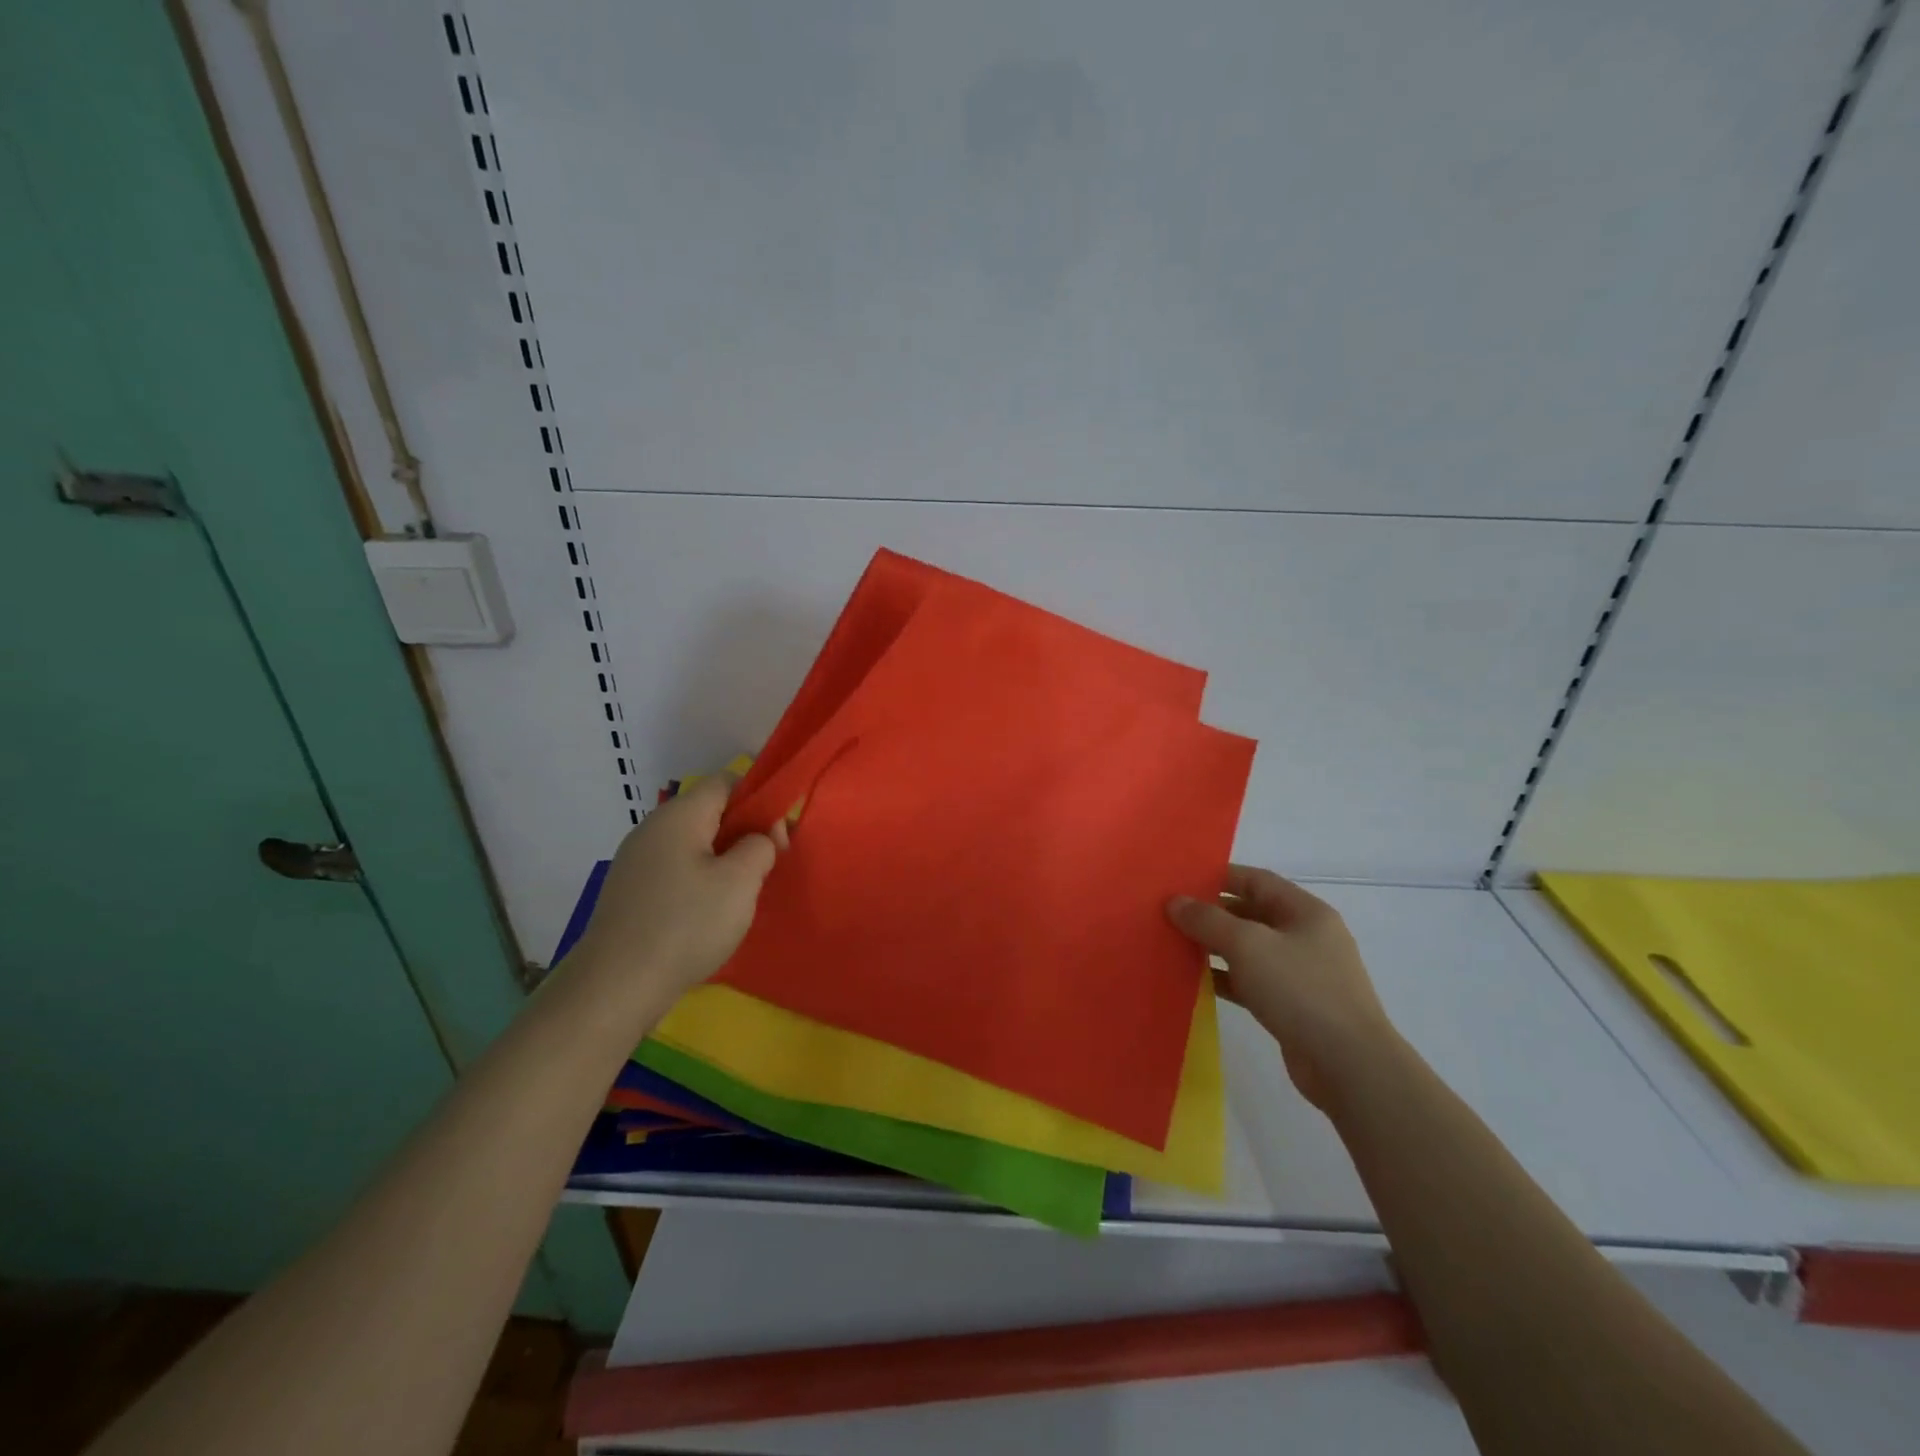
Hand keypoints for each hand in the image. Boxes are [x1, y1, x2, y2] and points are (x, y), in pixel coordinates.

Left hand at [571, 775, 786, 1008]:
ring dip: (725, 861)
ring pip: (694, 844)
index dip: (759, 799)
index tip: (778, 837)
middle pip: (710, 812)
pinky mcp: (630, 892)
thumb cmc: (686, 925)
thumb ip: (760, 846)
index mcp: (679, 816)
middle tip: (767, 869)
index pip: (726, 781)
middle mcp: (652, 829)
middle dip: (744, 833)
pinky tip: (709, 914)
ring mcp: (636, 861)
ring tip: (741, 896)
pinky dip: (700, 881)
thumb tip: (756, 840)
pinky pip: (676, 870)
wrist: (616, 986)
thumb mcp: (741, 881)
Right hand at [1168, 866, 1395, 1112]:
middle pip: (1252, 914)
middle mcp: (1306, 937)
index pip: (1257, 880)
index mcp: (1306, 912)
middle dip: (1212, 913)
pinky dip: (1225, 978)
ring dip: (1215, 947)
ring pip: (1249, 950)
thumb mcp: (1248, 945)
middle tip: (1171, 914)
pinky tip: (1195, 981)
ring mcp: (1302, 974)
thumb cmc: (1301, 990)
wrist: (1349, 1066)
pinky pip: (1252, 982)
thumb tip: (1175, 901)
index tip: (1181, 881)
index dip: (1219, 877)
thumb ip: (1208, 920)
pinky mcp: (1293, 1007)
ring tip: (1174, 944)